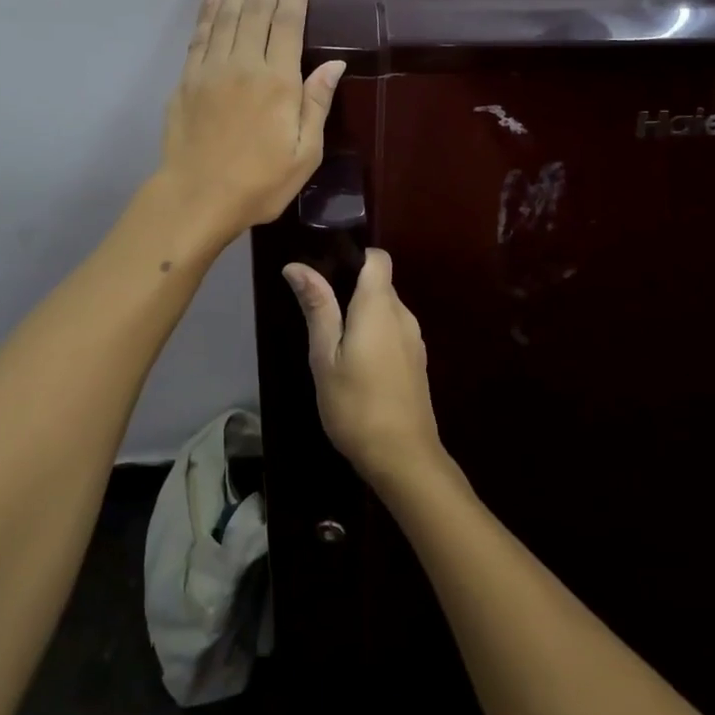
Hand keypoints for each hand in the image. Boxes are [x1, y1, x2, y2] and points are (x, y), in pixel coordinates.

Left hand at [159, 0, 344, 241]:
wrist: (197, 197)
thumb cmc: (259, 182)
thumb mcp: (305, 153)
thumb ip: (316, 104)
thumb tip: (334, 64)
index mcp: (278, 82)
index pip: (288, 24)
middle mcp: (244, 64)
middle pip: (256, 12)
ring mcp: (210, 69)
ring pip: (226, 17)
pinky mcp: (186, 79)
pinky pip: (199, 35)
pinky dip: (206, 11)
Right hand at [282, 250, 444, 490]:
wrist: (404, 457)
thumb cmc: (356, 404)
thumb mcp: (325, 356)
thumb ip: (317, 307)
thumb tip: (297, 266)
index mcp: (379, 306)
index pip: (378, 258)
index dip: (355, 256)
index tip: (327, 270)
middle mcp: (403, 315)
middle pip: (380, 283)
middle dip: (351, 289)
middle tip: (318, 312)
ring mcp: (414, 340)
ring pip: (386, 310)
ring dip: (362, 315)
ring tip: (333, 341)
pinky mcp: (416, 362)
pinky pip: (393, 331)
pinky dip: (375, 335)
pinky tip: (356, 364)